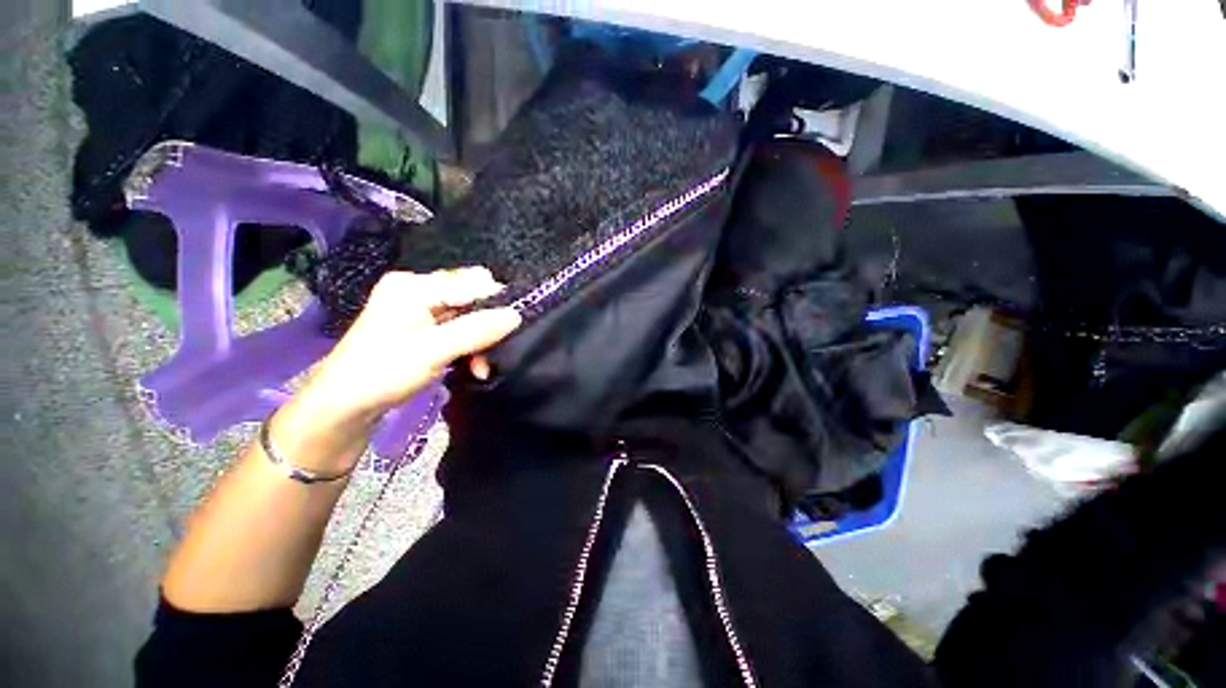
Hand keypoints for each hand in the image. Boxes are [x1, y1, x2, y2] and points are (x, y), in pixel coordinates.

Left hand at [270, 268, 521, 472]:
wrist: (345, 405)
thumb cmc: (382, 373)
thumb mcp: (433, 352)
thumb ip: (476, 331)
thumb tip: (516, 315)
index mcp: (414, 286)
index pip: (471, 282)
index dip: (497, 301)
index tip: (516, 326)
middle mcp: (418, 290)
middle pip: (471, 297)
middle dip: (488, 324)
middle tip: (495, 349)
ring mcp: (420, 309)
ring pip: (469, 316)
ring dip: (480, 340)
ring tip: (482, 367)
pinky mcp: (422, 327)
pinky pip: (459, 329)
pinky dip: (470, 347)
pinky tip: (473, 366)